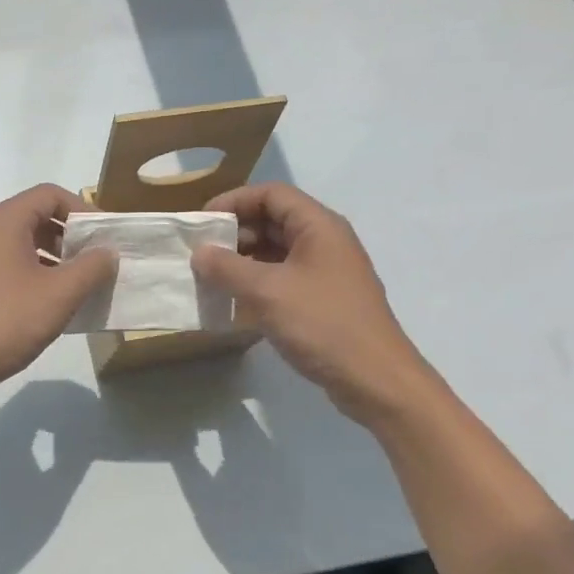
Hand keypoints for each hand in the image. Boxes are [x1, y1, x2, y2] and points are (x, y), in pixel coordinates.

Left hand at [0, 184, 116, 407]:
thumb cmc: (7, 321)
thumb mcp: (60, 294)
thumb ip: (91, 267)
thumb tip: (107, 251)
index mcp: (4, 221)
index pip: (50, 194)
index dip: (83, 209)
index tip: (104, 236)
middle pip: (36, 217)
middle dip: (71, 236)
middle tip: (97, 261)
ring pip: (23, 244)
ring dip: (55, 258)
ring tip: (81, 285)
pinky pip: (10, 267)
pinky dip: (35, 275)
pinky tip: (53, 304)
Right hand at [191, 183, 443, 424]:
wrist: (374, 379)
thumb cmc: (322, 323)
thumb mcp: (266, 292)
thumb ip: (227, 268)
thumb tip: (199, 253)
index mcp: (318, 226)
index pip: (271, 194)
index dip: (233, 201)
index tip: (202, 223)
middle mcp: (324, 241)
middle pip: (273, 220)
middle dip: (234, 233)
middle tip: (200, 253)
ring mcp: (326, 272)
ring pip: (276, 251)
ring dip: (242, 260)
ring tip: (210, 277)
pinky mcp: (323, 300)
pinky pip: (283, 278)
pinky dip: (256, 283)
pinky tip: (234, 301)